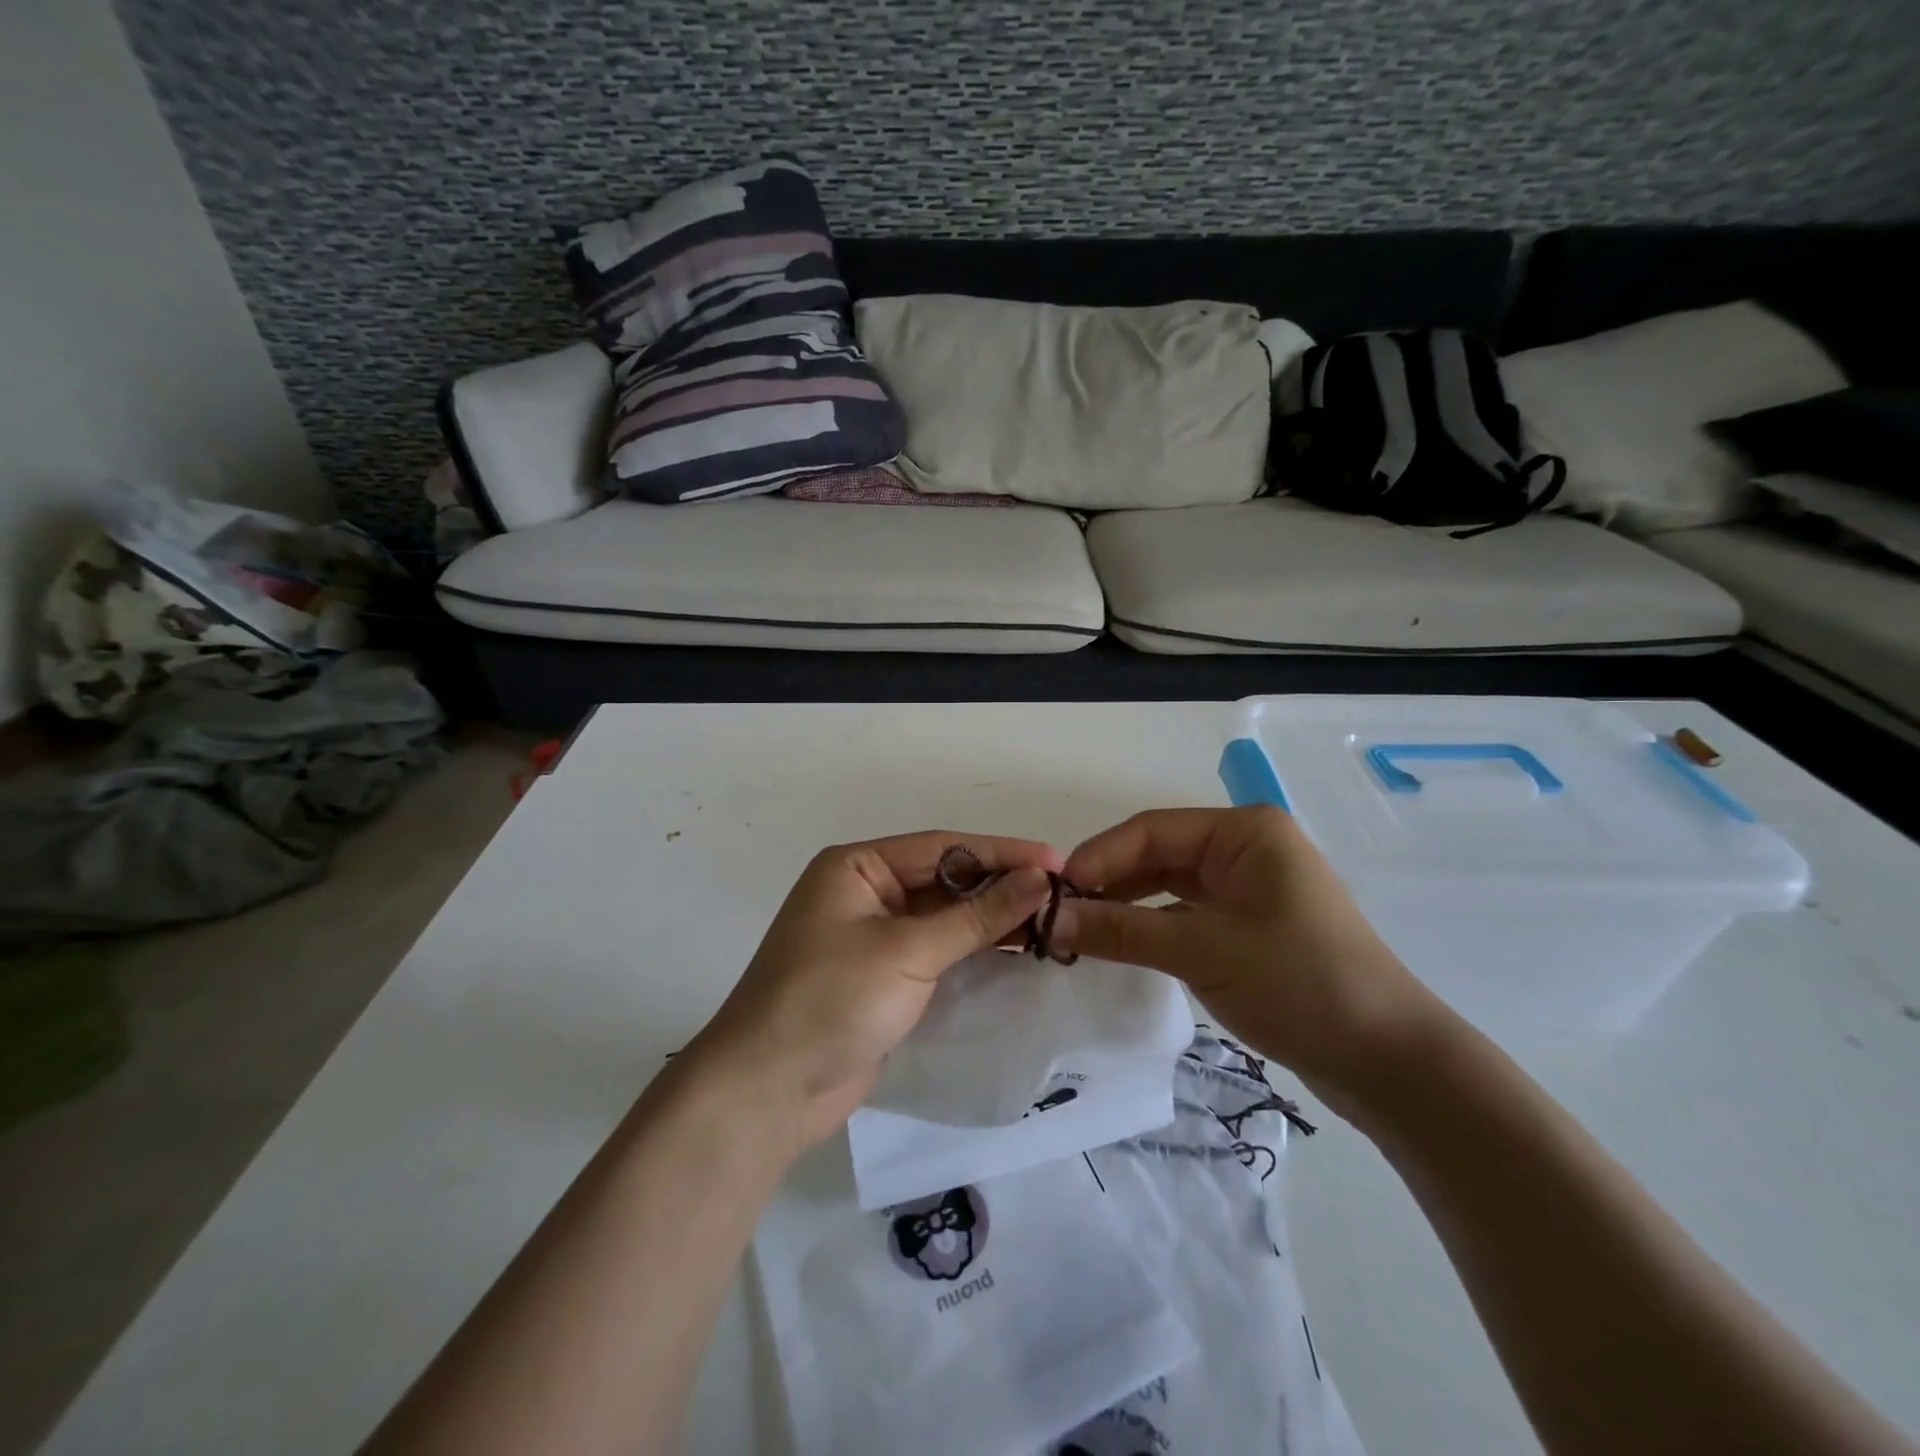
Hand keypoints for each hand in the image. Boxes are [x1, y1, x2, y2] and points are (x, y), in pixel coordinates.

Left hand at [687, 831, 1061, 1152]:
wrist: (767, 1091)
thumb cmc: (832, 999)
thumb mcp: (909, 950)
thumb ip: (977, 915)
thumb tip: (1039, 880)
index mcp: (857, 867)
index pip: (944, 847)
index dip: (1002, 853)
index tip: (1057, 862)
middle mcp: (865, 892)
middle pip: (945, 879)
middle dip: (999, 887)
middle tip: (1061, 895)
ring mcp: (872, 937)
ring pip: (944, 917)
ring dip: (991, 920)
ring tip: (1051, 922)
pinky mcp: (883, 977)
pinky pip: (937, 952)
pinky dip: (973, 951)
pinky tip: (1016, 953)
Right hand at [1050, 806, 1449, 1102]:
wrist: (1388, 1061)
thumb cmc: (1298, 983)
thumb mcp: (1201, 951)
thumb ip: (1120, 930)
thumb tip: (1048, 919)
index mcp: (1243, 831)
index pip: (1150, 830)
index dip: (1098, 857)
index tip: (1054, 893)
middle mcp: (1245, 849)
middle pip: (1158, 854)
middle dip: (1109, 882)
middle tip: (1059, 915)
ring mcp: (1249, 888)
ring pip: (1169, 886)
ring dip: (1126, 906)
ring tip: (1080, 931)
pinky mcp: (1250, 927)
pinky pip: (1186, 914)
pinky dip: (1151, 927)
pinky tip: (1120, 946)